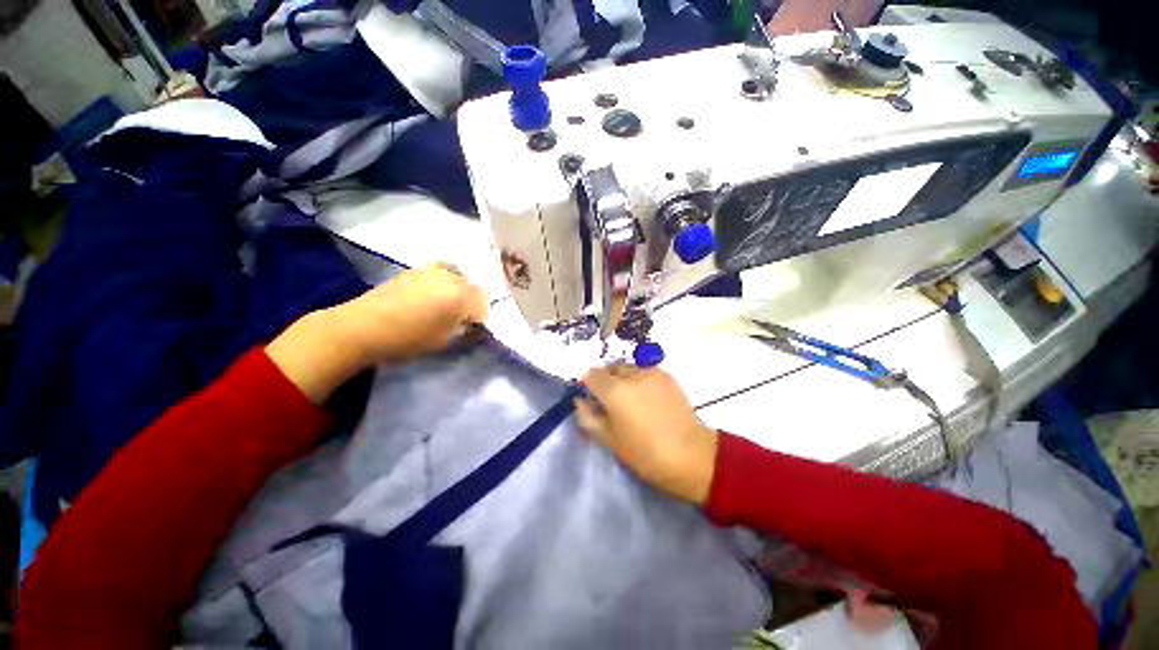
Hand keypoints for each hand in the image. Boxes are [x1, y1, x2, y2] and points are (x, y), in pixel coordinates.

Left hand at [332, 264, 488, 363]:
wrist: (361, 327)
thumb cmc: (407, 338)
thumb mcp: (444, 340)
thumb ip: (463, 329)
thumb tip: (470, 324)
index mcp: (460, 296)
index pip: (484, 304)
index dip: (481, 318)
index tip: (473, 329)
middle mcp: (450, 277)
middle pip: (473, 288)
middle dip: (472, 302)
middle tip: (462, 318)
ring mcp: (431, 270)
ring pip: (457, 278)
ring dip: (459, 291)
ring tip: (447, 306)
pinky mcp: (415, 270)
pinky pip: (440, 274)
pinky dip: (443, 284)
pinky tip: (432, 297)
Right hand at [575, 365, 717, 503]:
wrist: (691, 455)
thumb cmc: (645, 453)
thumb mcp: (609, 440)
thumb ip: (588, 417)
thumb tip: (580, 402)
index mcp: (614, 390)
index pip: (591, 374)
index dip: (587, 385)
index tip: (592, 400)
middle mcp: (631, 374)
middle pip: (609, 368)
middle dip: (605, 381)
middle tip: (611, 403)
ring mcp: (651, 372)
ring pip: (627, 368)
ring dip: (622, 379)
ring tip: (632, 400)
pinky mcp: (666, 375)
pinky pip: (644, 371)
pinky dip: (639, 380)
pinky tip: (647, 399)